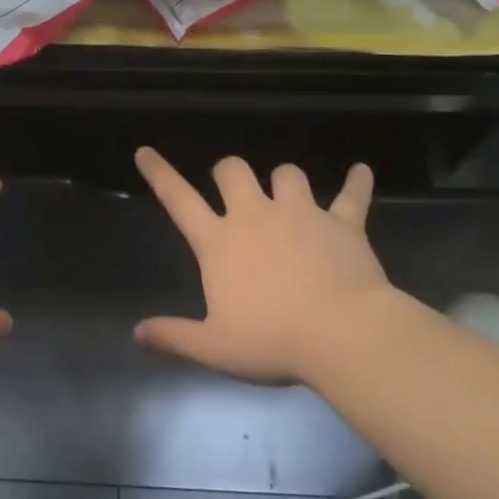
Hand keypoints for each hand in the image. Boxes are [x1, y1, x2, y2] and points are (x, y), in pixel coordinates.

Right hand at [133, 147, 393, 385]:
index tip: (145, 151)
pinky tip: (360, 172)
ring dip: (283, 180)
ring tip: (286, 193)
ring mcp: (301, 214)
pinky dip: (356, 182)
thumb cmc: (273, 341)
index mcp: (219, 242)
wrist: (343, 335)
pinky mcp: (342, 223)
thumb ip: (173, 336)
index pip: (179, 199)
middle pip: (233, 170)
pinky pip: (351, 194)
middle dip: (227, 172)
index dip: (159, 173)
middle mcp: (256, 216)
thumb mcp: (214, 347)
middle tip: (232, 189)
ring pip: (287, 173)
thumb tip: (137, 333)